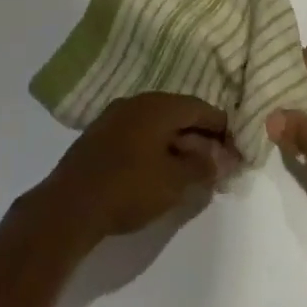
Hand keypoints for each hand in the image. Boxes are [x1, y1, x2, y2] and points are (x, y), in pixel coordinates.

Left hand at [30, 93, 238, 247]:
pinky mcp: (101, 135)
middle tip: (217, 163)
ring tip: (191, 169)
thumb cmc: (128, 188)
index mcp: (159, 105)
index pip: (200, 108)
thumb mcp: (174, 182)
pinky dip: (156, 146)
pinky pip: (139, 132)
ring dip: (178, 142)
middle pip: (179, 112)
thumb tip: (221, 157)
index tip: (236, 149)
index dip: (222, 128)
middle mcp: (138, 101)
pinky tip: (159, 169)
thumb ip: (202, 167)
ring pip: (158, 123)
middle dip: (200, 136)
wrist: (69, 205)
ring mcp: (116, 116)